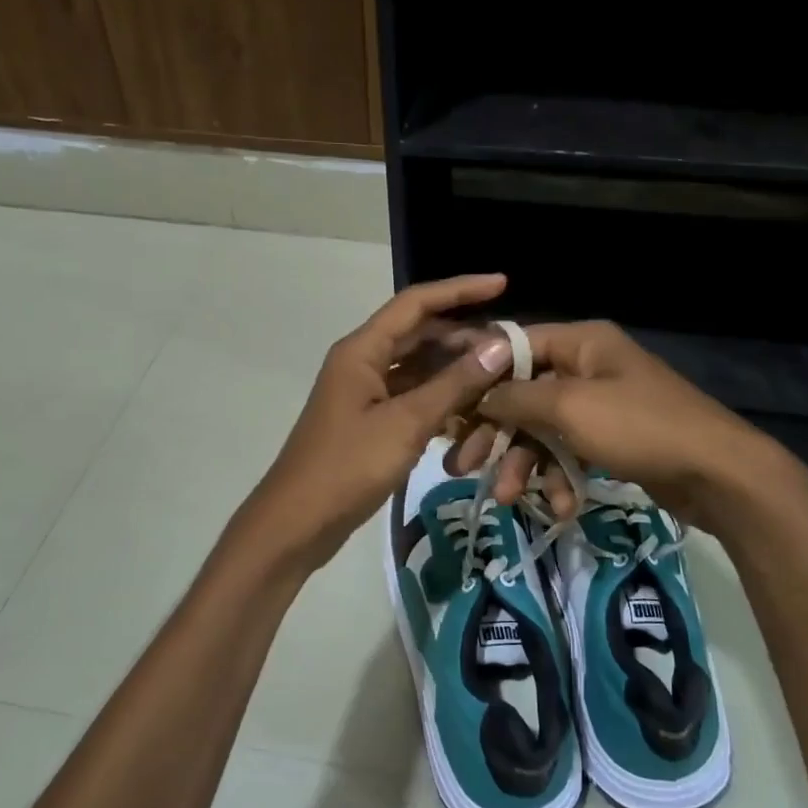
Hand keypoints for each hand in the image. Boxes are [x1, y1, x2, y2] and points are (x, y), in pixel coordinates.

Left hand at [235, 275, 516, 573]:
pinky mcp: (371, 422)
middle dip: (464, 338)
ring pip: (419, 369)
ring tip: (500, 379)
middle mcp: (362, 363)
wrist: (298, 523)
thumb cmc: (347, 467)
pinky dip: (440, 401)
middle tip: (510, 348)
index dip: (460, 289)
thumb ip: (454, 384)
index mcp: (362, 350)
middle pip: (419, 335)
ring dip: (455, 372)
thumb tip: (499, 345)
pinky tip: (472, 413)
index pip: (416, 303)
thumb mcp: (406, 423)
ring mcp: (366, 394)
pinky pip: (413, 399)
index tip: (502, 284)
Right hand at [451, 321, 806, 532]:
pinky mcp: (613, 440)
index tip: (448, 408)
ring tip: (508, 499)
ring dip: (525, 464)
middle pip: (524, 394)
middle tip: (462, 466)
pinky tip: (561, 507)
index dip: (480, 376)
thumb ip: (517, 398)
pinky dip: (561, 478)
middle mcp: (589, 367)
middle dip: (496, 434)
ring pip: (544, 429)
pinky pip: (571, 452)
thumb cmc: (640, 427)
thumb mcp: (570, 408)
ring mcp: (602, 405)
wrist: (718, 474)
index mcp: (581, 342)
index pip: (514, 347)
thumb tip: (478, 393)